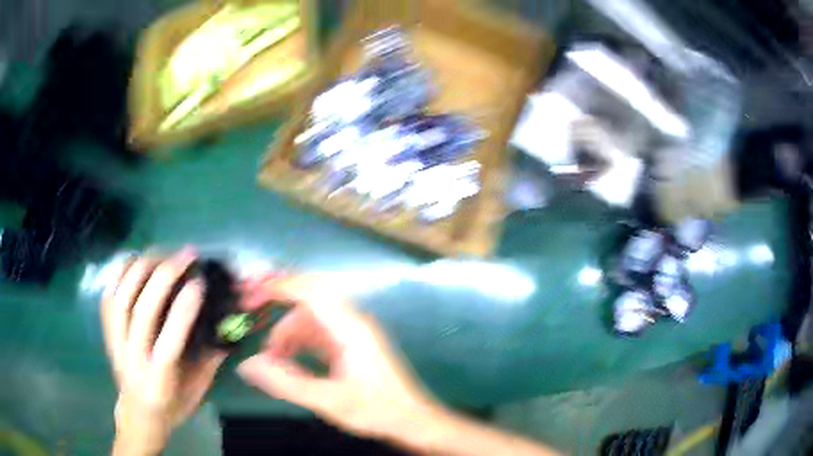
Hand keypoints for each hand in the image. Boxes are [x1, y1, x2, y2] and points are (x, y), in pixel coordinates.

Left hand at [101, 249, 226, 454]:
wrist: (138, 413)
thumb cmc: (172, 405)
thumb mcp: (197, 391)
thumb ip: (210, 361)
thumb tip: (226, 326)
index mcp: (159, 381)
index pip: (168, 343)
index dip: (183, 311)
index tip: (199, 283)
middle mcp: (133, 360)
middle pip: (141, 312)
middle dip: (163, 277)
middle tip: (185, 255)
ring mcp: (115, 344)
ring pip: (122, 299)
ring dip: (142, 269)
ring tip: (162, 253)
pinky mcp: (106, 333)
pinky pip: (107, 297)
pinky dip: (119, 273)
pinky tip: (135, 259)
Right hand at [236, 275, 444, 441]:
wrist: (411, 420)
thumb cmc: (376, 410)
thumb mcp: (328, 401)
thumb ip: (286, 383)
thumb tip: (247, 364)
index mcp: (350, 328)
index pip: (311, 291)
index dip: (278, 285)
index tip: (250, 293)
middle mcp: (351, 323)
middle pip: (308, 296)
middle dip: (277, 297)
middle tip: (248, 305)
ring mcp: (351, 333)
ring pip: (310, 317)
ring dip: (286, 330)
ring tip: (269, 356)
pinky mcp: (349, 346)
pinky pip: (317, 333)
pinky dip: (297, 341)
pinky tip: (287, 359)